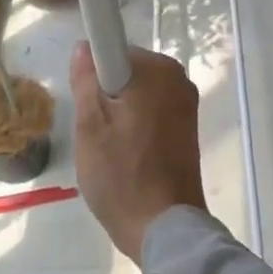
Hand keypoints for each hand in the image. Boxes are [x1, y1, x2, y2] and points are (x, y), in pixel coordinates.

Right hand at [71, 44, 205, 263]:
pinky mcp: (188, 126)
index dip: (93, 73)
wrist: (163, 227)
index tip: (86, 102)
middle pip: (126, 71)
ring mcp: (186, 102)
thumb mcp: (90, 125)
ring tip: (111, 149)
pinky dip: (136, 125)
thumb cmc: (122, 174)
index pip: (112, 49)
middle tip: (95, 132)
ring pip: (137, 92)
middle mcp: (177, 77)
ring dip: (120, 113)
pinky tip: (128, 155)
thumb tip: (84, 47)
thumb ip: (86, 79)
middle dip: (106, 94)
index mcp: (156, 69)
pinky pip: (152, 110)